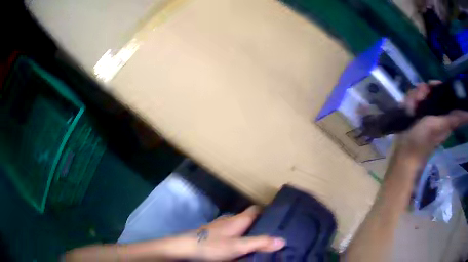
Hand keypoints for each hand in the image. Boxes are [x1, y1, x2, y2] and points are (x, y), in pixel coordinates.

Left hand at [179, 206, 284, 260]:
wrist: (185, 248)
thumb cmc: (212, 245)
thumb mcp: (238, 246)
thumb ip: (260, 243)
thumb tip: (283, 240)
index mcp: (238, 219)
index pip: (256, 209)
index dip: (268, 212)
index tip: (279, 219)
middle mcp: (230, 220)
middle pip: (249, 219)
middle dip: (261, 225)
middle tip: (274, 235)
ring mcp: (220, 227)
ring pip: (240, 227)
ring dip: (249, 232)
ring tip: (260, 242)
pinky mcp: (214, 235)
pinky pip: (231, 234)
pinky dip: (239, 238)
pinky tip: (240, 247)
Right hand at [397, 82, 467, 162]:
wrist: (404, 152)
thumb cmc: (424, 141)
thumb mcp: (442, 126)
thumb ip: (455, 117)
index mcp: (443, 113)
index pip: (443, 92)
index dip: (438, 86)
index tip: (432, 86)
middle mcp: (435, 110)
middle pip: (429, 89)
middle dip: (423, 91)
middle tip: (420, 99)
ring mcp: (423, 111)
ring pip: (419, 93)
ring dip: (414, 97)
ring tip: (412, 108)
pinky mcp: (414, 112)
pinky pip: (411, 99)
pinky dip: (408, 102)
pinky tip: (408, 110)